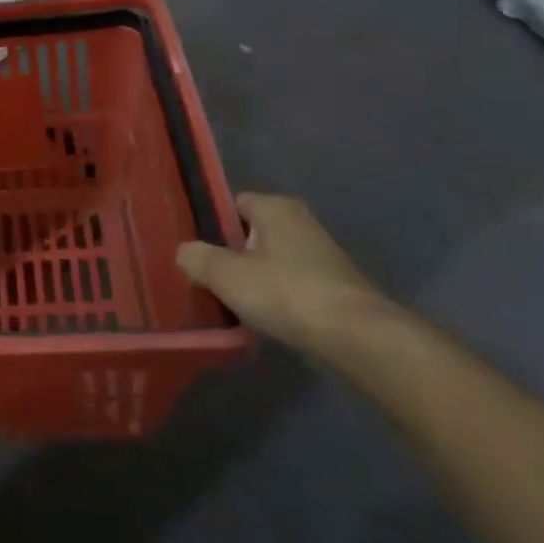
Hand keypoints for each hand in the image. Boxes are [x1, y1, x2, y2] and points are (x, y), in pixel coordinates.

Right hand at [176, 194, 390, 361]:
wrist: (358, 338)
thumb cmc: (286, 293)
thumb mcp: (225, 274)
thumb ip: (196, 258)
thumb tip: (185, 253)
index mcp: (275, 207)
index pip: (232, 204)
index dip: (211, 225)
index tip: (195, 250)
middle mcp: (300, 222)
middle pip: (251, 234)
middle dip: (231, 255)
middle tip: (207, 278)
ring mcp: (322, 256)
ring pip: (271, 262)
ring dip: (253, 280)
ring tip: (230, 303)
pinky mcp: (334, 287)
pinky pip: (291, 285)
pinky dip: (276, 299)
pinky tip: (263, 319)